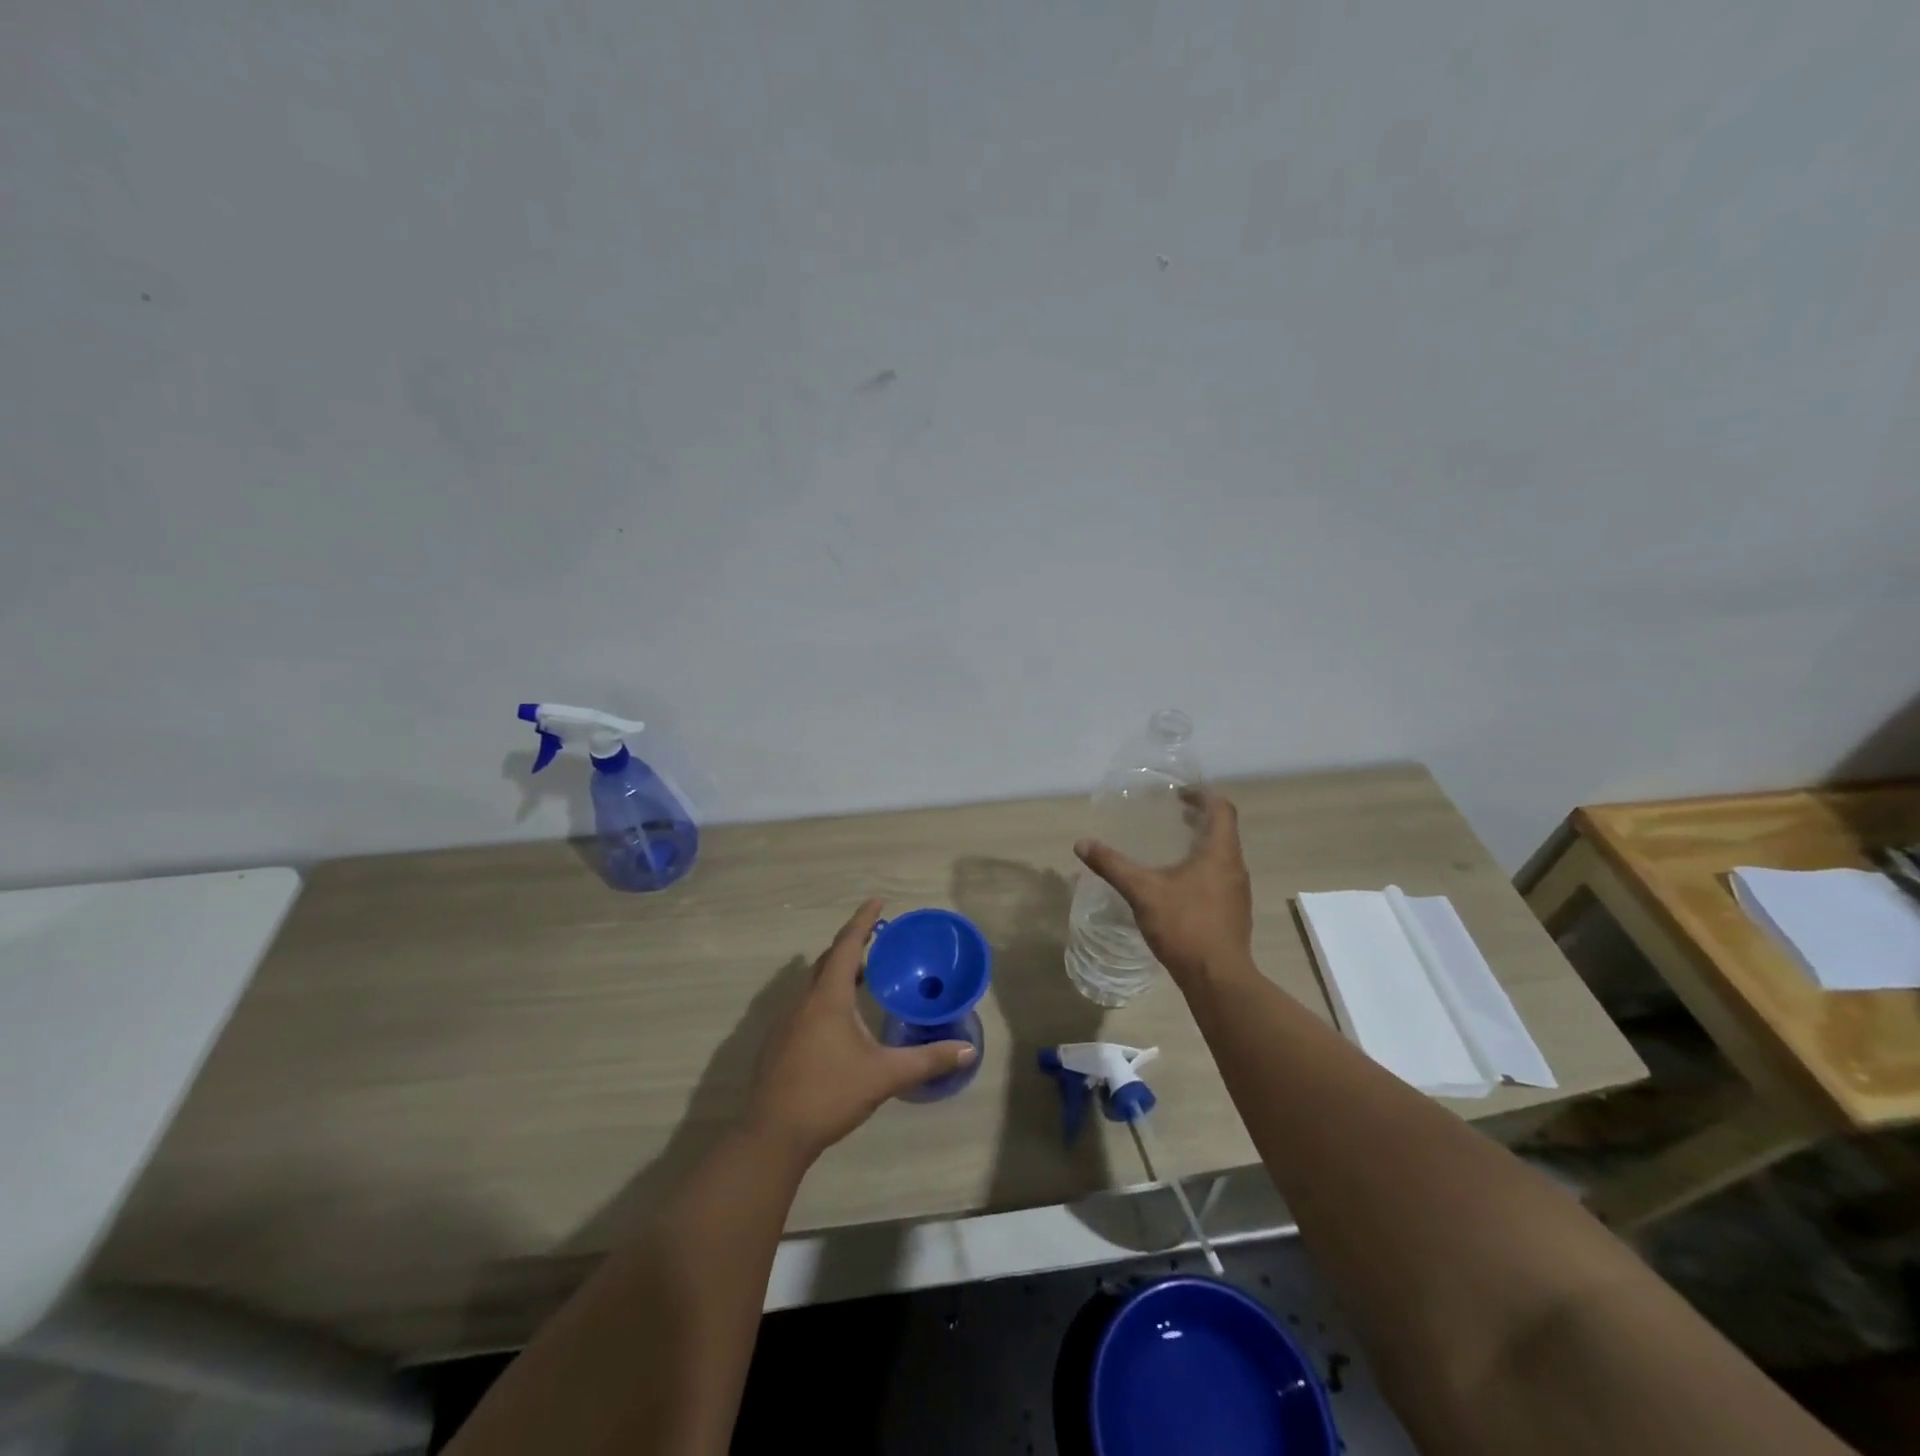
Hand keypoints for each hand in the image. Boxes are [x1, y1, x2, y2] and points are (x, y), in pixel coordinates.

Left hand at [744, 899, 975, 1160]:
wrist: (772, 1135)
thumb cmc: (829, 1094)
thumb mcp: (884, 1076)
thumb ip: (926, 1061)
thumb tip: (968, 1051)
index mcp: (828, 997)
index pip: (847, 946)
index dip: (863, 921)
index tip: (877, 900)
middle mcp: (804, 1001)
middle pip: (827, 961)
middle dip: (852, 945)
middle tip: (877, 939)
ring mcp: (786, 1022)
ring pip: (814, 984)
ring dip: (837, 973)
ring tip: (863, 976)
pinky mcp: (779, 1043)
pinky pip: (806, 1005)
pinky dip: (826, 997)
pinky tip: (840, 1021)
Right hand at [1074, 789, 1253, 985]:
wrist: (1218, 978)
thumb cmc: (1185, 925)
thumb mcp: (1142, 891)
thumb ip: (1113, 865)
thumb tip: (1082, 844)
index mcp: (1220, 853)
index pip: (1222, 809)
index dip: (1202, 795)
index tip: (1179, 793)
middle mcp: (1234, 867)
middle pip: (1223, 830)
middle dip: (1199, 818)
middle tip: (1173, 813)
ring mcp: (1237, 892)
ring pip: (1222, 855)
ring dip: (1202, 844)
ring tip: (1173, 845)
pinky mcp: (1234, 913)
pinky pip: (1220, 877)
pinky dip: (1202, 867)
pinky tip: (1179, 883)